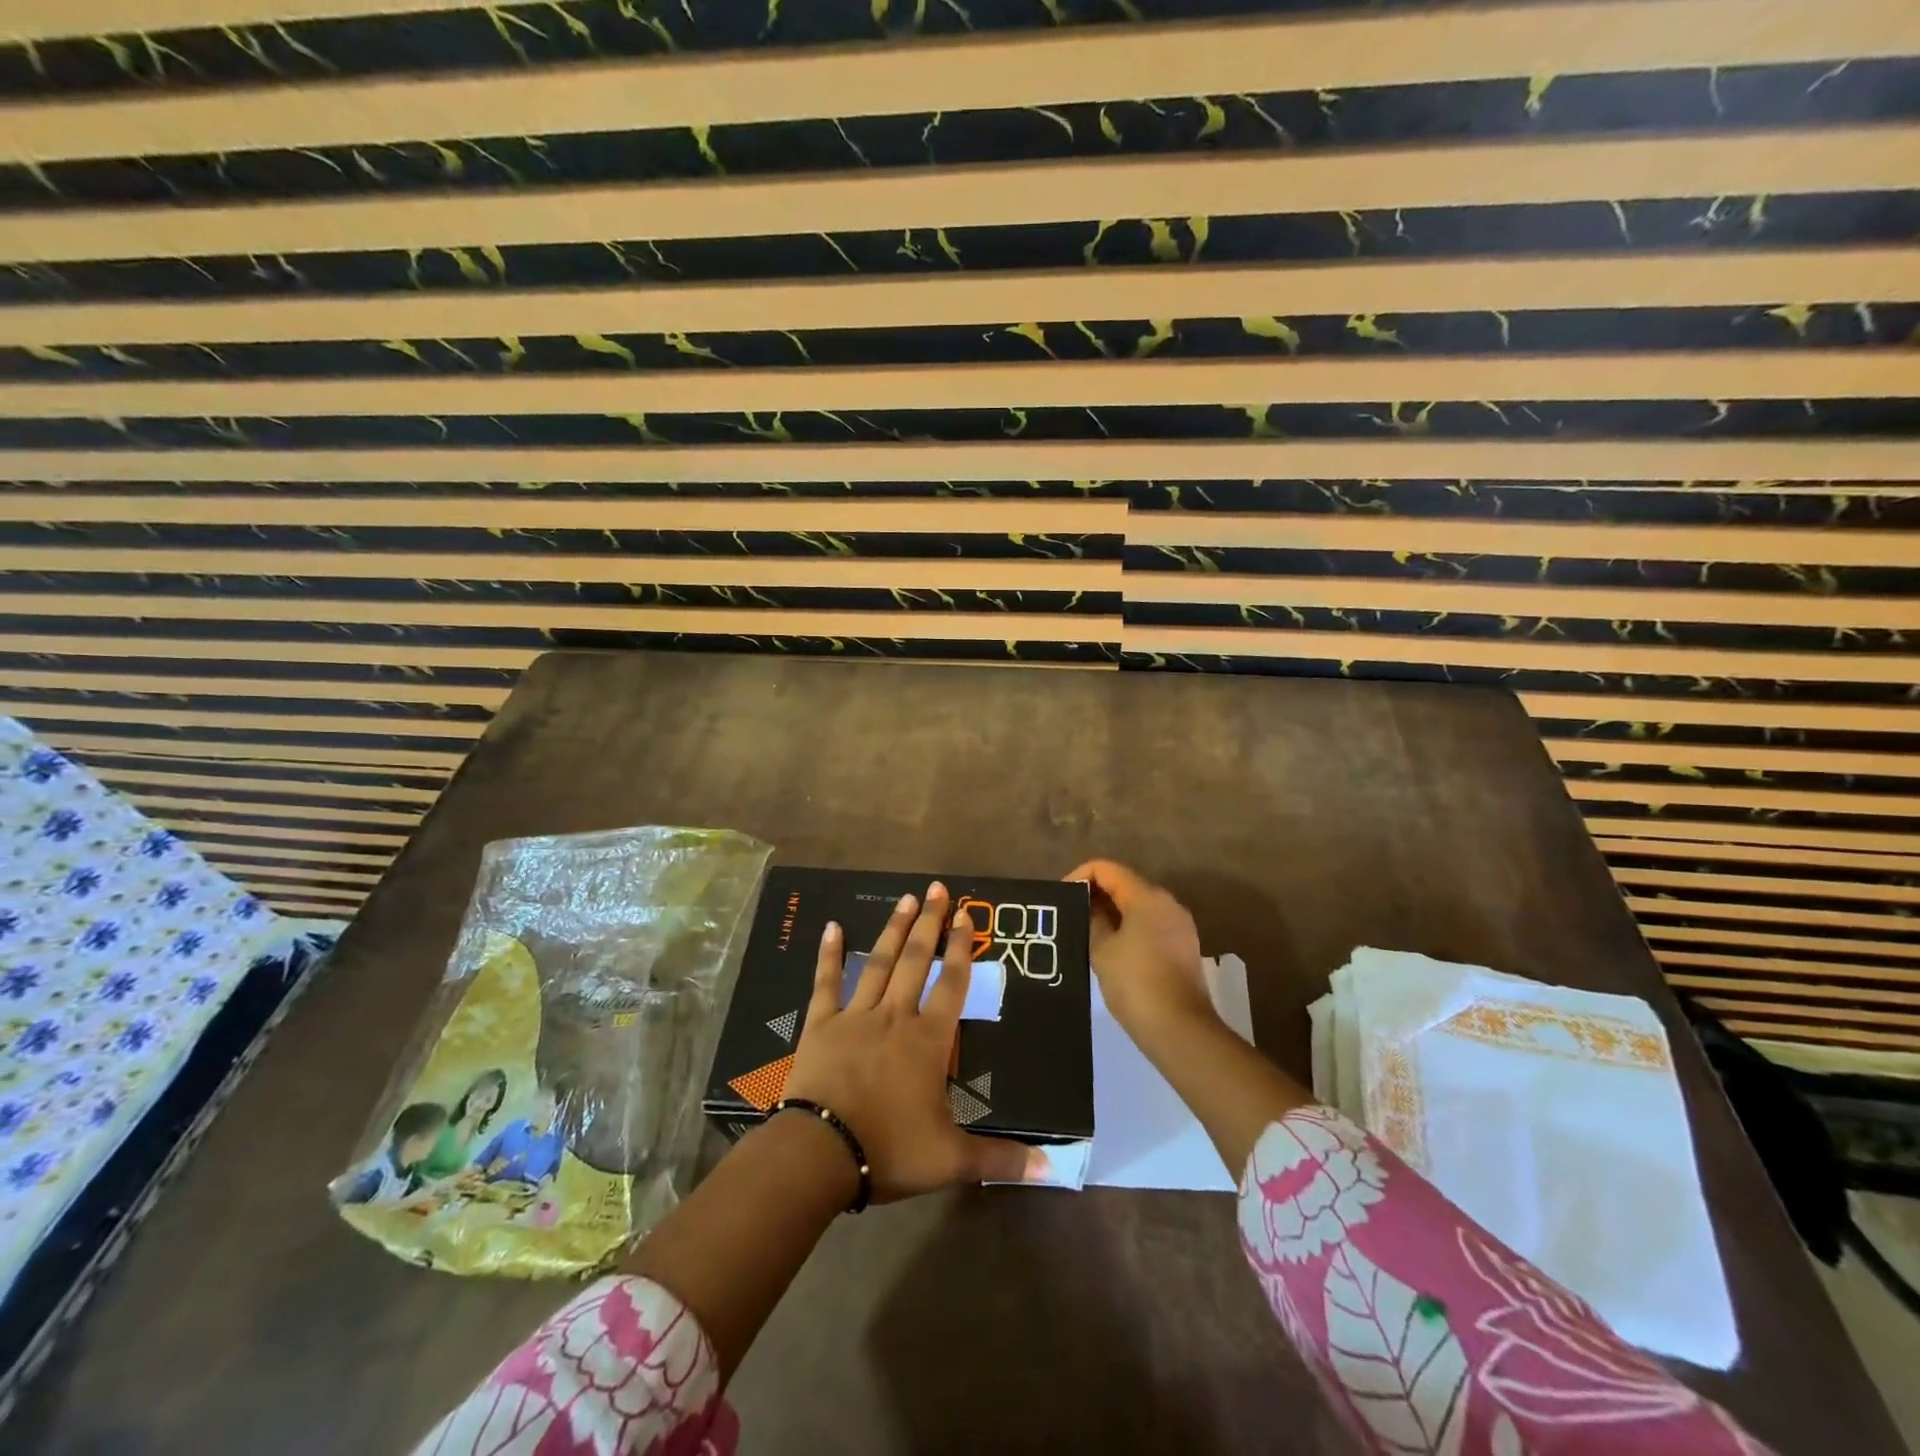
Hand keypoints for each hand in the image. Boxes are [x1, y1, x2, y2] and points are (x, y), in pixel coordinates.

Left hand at [780, 881, 1037, 1201]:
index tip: (967, 916)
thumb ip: (1000, 1159)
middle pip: (916, 961)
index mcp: (928, 1041)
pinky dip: (830, 954)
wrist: (820, 1154)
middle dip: (929, 923)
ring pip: (879, 963)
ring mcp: (856, 1016)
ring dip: (894, 929)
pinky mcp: (821, 1024)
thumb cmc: (889, 1150)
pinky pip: (826, 982)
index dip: (962, 949)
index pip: (952, 985)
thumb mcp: (951, 1160)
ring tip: (906, 898)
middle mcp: (895, 1017)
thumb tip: (1054, 1169)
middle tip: (937, 889)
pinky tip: (832, 926)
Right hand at [1065, 859, 1216, 1040]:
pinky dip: (1129, 927)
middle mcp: (1167, 903)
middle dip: (1096, 894)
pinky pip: (1150, 924)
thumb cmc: (1135, 983)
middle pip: (1125, 884)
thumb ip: (1092, 920)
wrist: (1180, 1029)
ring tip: (1087, 932)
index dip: (1080, 876)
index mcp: (1147, 896)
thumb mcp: (1101, 950)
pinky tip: (1111, 949)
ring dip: (1112, 912)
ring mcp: (1179, 925)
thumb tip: (1090, 907)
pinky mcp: (1183, 946)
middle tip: (1071, 915)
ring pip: (1138, 905)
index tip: (1062, 898)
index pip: (1106, 869)